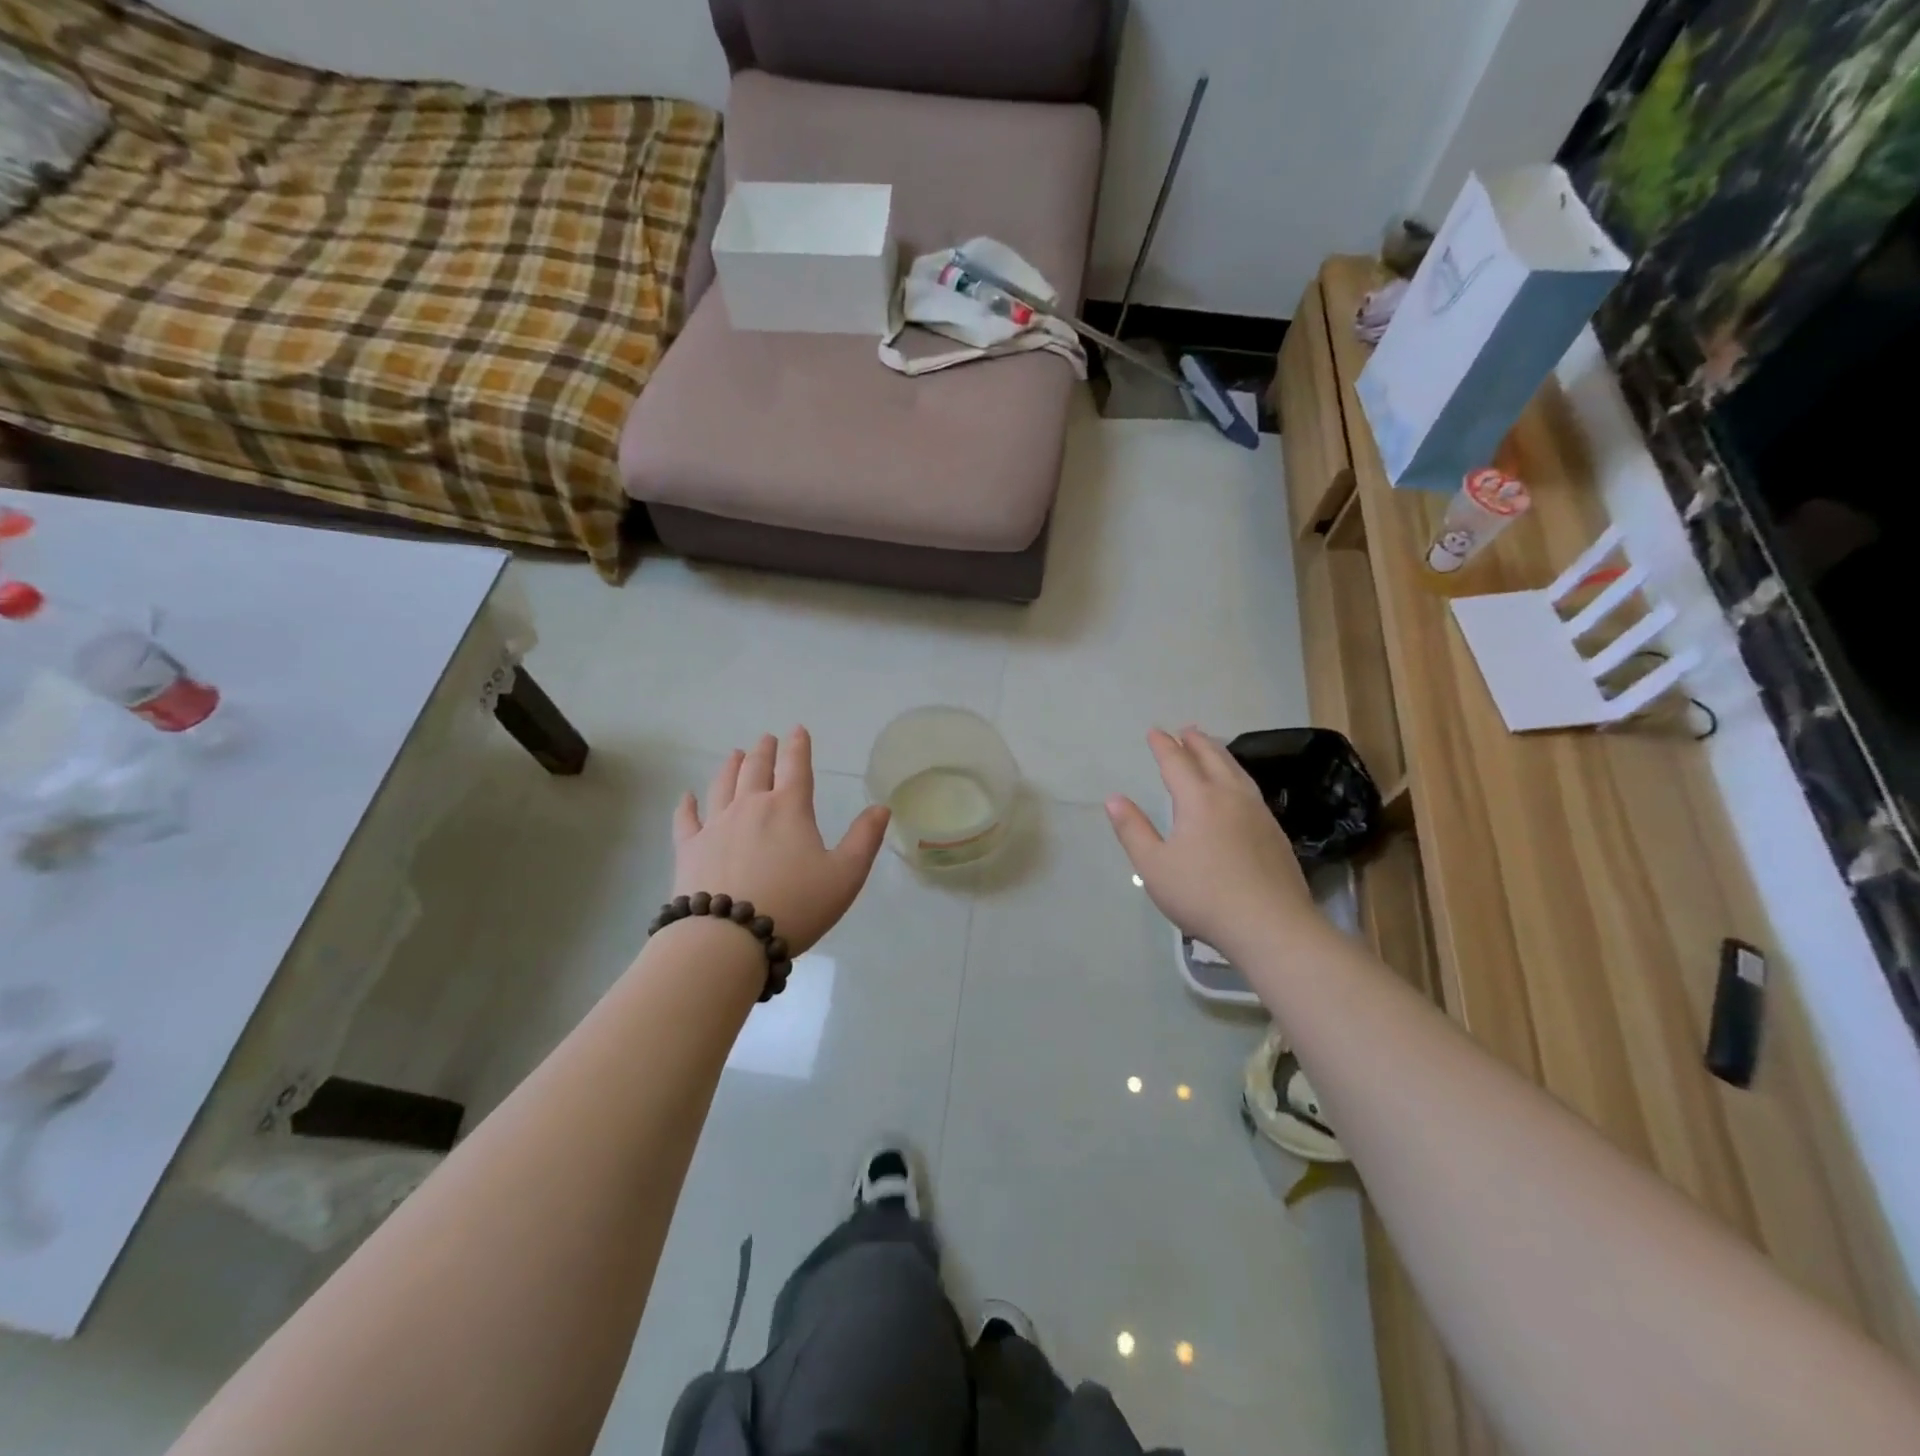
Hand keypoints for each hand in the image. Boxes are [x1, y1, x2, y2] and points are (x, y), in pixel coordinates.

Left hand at [671, 728, 891, 957]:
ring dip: (731, 766)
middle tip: (766, 739)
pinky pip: (686, 819)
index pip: (796, 767)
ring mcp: (715, 826)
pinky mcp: (689, 849)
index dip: (798, 746)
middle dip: (764, 751)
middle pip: (757, 769)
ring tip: (735, 754)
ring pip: (722, 785)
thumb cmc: (795, 905)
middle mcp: (751, 807)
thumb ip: (864, 839)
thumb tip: (881, 807)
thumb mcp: (845, 875)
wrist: (728, 938)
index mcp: (789, 808)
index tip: (797, 730)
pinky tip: (687, 797)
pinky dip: (687, 805)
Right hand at [1105, 727, 1318, 954]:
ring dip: (1221, 754)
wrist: (1271, 925)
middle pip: (1213, 759)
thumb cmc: (1203, 895)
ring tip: (1213, 748)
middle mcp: (1231, 797)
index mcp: (1199, 800)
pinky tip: (1238, 789)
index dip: (1163, 746)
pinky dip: (1238, 776)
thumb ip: (1133, 830)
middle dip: (1196, 742)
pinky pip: (1251, 789)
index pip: (1177, 763)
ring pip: (1237, 772)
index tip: (1154, 731)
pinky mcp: (1275, 833)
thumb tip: (1114, 798)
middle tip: (1186, 729)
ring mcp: (1258, 813)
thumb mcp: (1154, 866)